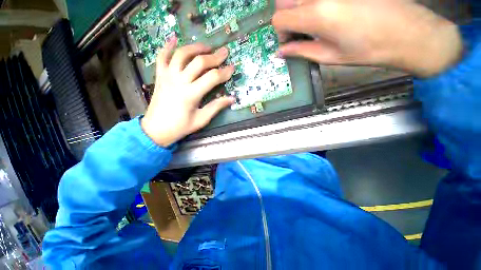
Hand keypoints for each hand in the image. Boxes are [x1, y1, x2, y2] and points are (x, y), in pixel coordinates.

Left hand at [141, 37, 234, 146]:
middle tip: (224, 52)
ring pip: (182, 54)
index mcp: (191, 94)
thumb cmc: (180, 127)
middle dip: (214, 56)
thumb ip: (216, 107)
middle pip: (199, 62)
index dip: (224, 72)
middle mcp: (179, 81)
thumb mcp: (201, 119)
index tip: (232, 68)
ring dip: (195, 48)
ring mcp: (167, 76)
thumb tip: (231, 98)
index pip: (212, 78)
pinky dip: (167, 46)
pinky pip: (162, 56)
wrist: (156, 129)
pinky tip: (174, 38)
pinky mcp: (160, 76)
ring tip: (206, 47)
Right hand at [272, 0, 462, 76]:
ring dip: (296, 8)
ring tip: (310, 23)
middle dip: (284, 17)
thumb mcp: (328, 56)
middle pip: (283, 0)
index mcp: (316, 14)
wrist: (407, 32)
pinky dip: (311, 4)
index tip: (290, 43)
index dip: (281, 33)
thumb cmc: (367, 50)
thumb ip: (300, 51)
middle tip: (296, 31)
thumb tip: (281, 52)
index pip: (279, 18)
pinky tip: (324, 13)